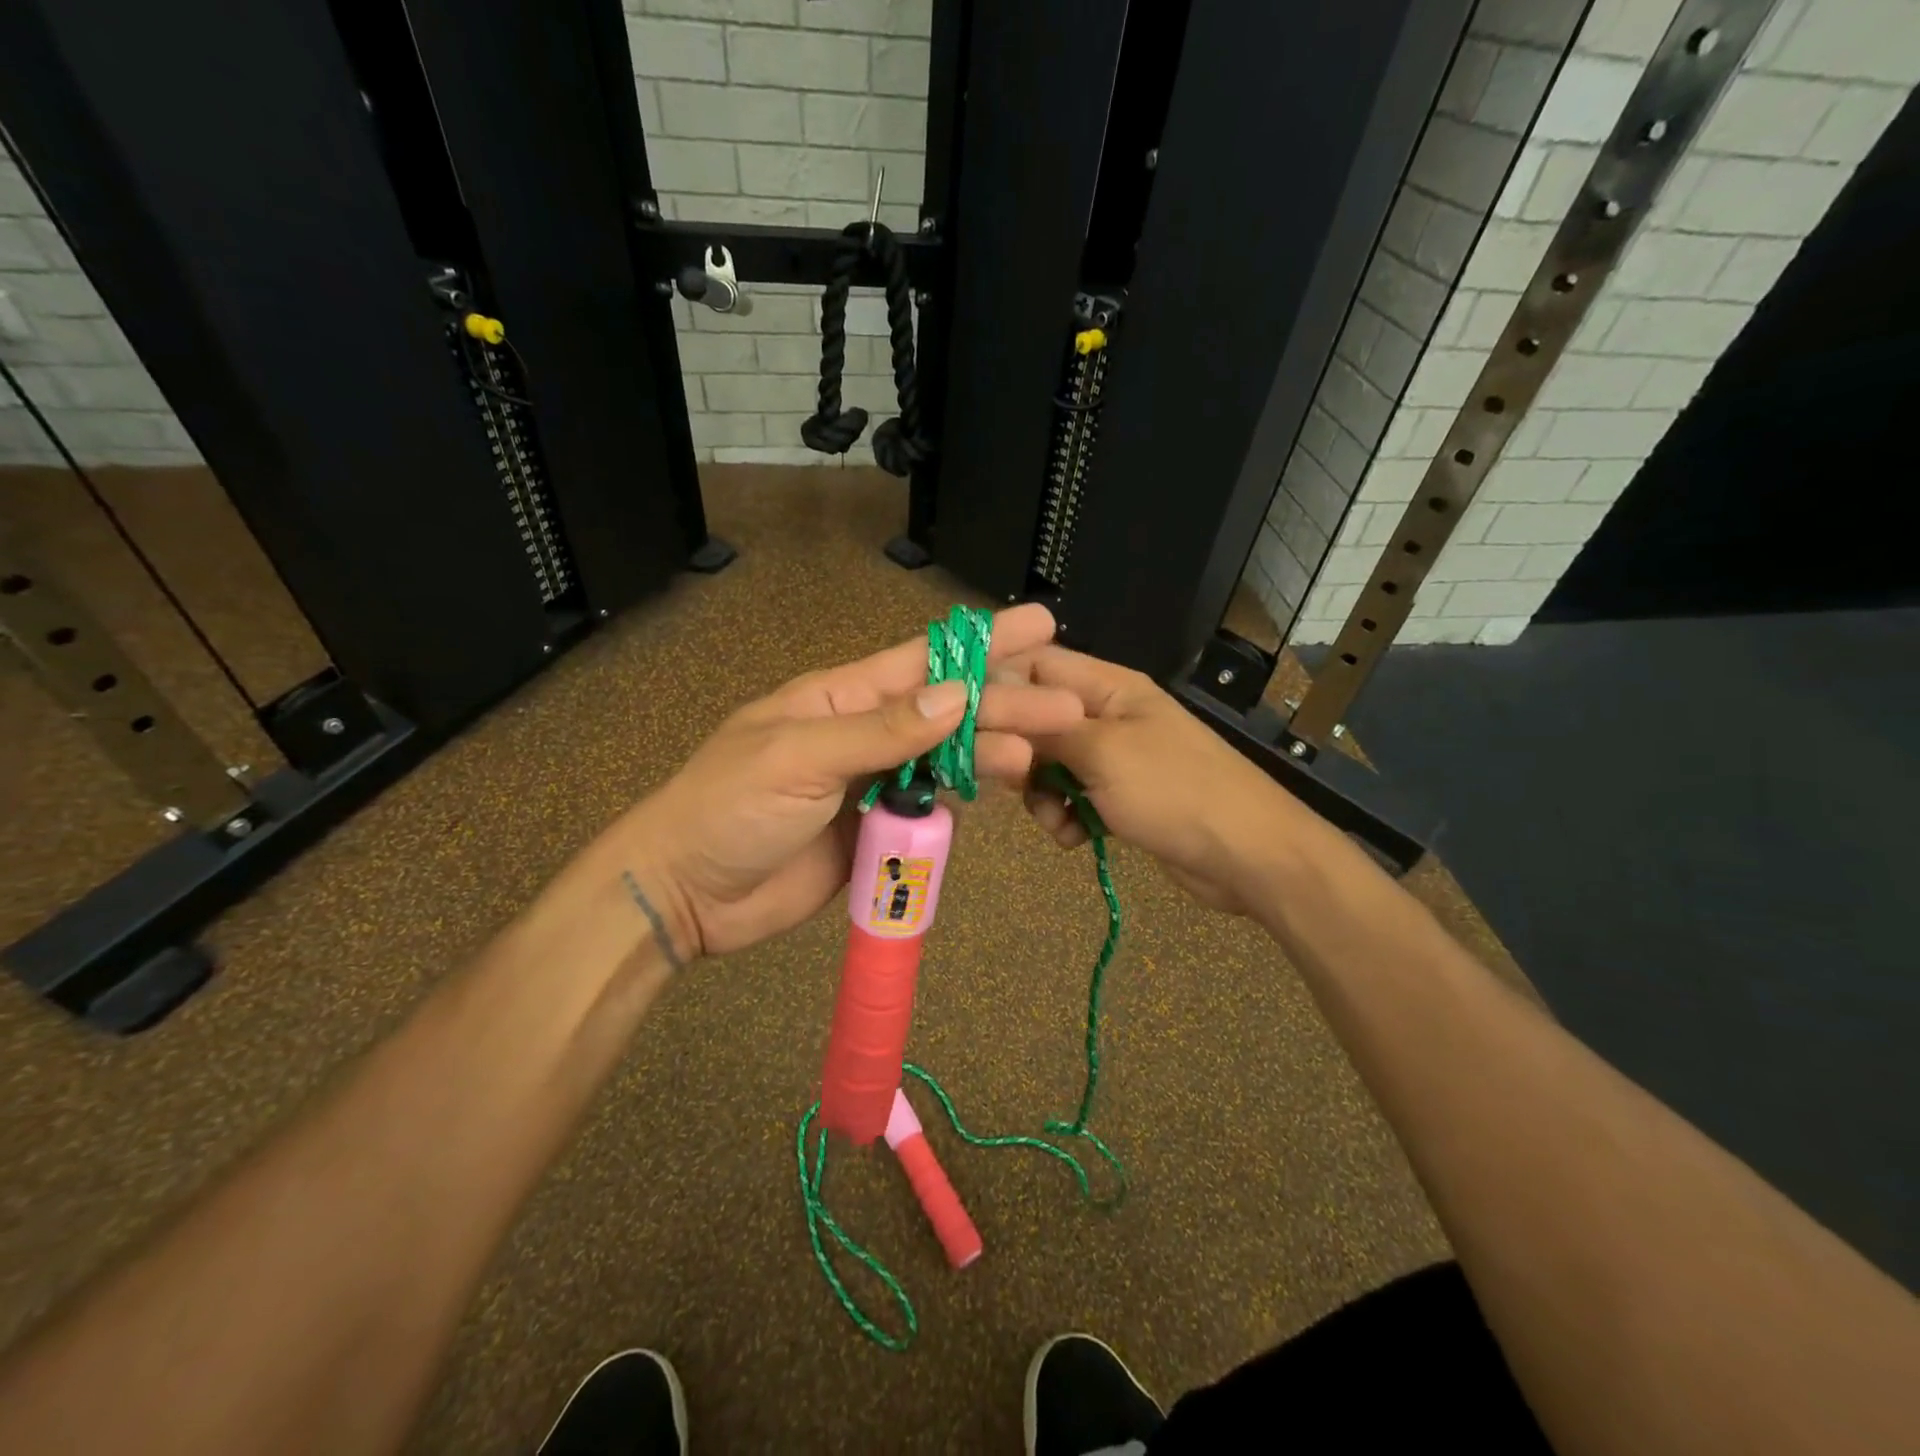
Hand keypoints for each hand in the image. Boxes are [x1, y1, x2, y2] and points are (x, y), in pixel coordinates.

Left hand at [612, 604, 1083, 958]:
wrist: (688, 893)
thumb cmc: (729, 808)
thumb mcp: (798, 757)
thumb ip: (879, 730)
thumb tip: (954, 695)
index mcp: (841, 698)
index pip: (923, 661)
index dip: (983, 643)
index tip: (1039, 625)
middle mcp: (866, 733)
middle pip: (948, 713)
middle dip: (1006, 705)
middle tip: (1067, 707)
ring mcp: (873, 783)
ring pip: (947, 761)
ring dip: (991, 756)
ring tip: (1036, 759)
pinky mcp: (877, 830)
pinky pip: (931, 809)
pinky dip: (961, 803)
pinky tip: (994, 796)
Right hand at [1010, 645, 1300, 913]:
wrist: (1247, 856)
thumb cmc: (1175, 791)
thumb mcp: (1102, 753)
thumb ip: (1045, 729)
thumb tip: (997, 703)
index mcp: (1109, 687)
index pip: (1037, 664)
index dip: (1000, 686)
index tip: (970, 721)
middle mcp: (1108, 715)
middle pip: (1037, 719)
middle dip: (1021, 754)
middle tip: (1016, 783)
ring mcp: (1115, 758)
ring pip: (1050, 765)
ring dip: (1041, 795)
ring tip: (1057, 820)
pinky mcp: (1120, 798)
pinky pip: (1072, 798)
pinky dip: (1066, 817)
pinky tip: (1076, 838)